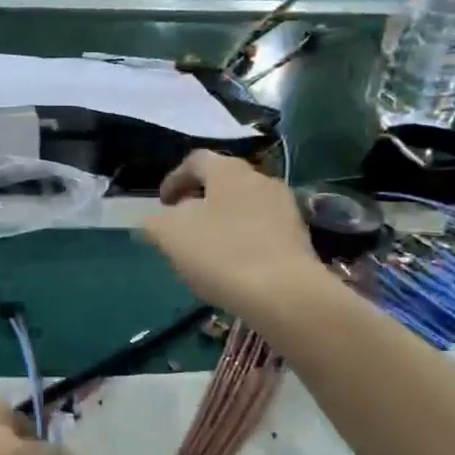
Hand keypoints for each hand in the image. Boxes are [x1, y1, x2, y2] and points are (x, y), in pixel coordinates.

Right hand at [143, 149, 319, 318]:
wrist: (284, 293)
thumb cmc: (221, 253)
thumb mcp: (170, 235)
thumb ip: (155, 222)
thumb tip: (155, 220)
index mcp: (228, 170)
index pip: (195, 161)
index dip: (173, 179)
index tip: (161, 204)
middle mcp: (260, 179)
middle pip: (222, 183)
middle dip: (199, 202)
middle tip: (181, 226)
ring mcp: (284, 207)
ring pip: (243, 207)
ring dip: (222, 222)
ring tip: (206, 250)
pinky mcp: (299, 237)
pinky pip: (262, 230)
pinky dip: (243, 240)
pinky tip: (234, 266)